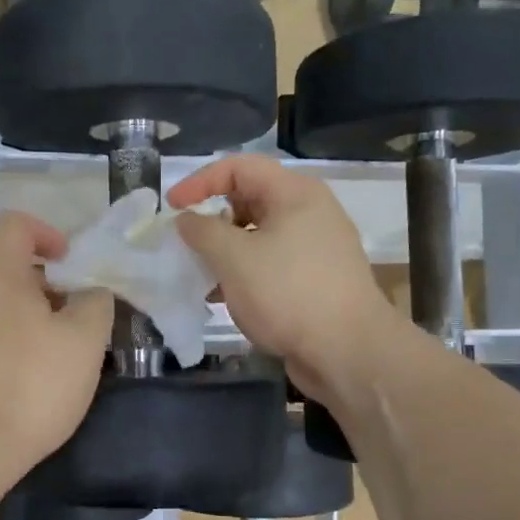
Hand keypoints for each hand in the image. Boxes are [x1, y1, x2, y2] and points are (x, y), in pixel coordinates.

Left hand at [0, 211, 113, 471]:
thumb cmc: (29, 385)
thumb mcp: (84, 341)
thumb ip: (94, 303)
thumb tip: (87, 293)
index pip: (14, 224)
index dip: (47, 233)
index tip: (70, 264)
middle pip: (1, 263)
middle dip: (40, 281)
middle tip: (69, 315)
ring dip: (19, 311)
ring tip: (46, 350)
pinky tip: (16, 376)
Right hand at [169, 156, 402, 403]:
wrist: (348, 352)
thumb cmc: (289, 293)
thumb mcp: (235, 258)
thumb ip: (202, 231)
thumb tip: (186, 220)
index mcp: (295, 194)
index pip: (239, 167)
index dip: (200, 181)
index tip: (171, 207)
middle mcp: (309, 212)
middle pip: (249, 198)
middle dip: (212, 217)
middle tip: (186, 241)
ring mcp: (315, 247)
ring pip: (258, 234)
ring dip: (225, 249)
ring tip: (200, 272)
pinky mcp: (314, 279)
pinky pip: (270, 262)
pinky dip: (244, 271)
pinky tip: (223, 296)